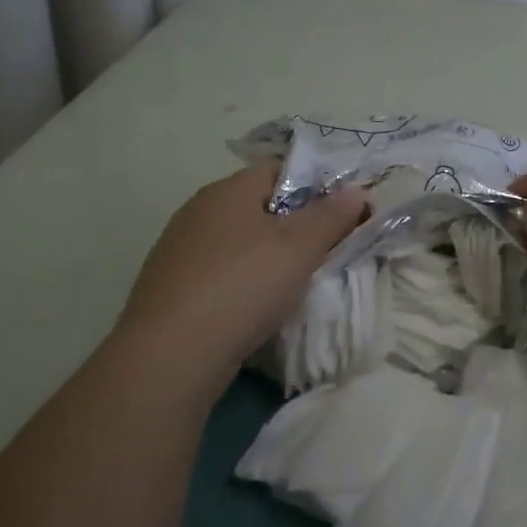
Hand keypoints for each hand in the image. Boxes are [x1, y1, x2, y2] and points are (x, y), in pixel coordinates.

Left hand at [110, 165, 367, 406]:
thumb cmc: (242, 286)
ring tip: (297, 282)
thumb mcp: (299, 247)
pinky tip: (257, 308)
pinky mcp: (171, 289)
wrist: (170, 356)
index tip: (343, 213)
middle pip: (259, 206)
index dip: (316, 185)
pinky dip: (243, 283)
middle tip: (327, 250)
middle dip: (294, 225)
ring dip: (268, 257)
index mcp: (227, 190)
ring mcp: (179, 251)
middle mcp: (198, 211)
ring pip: (239, 243)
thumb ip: (331, 216)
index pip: (279, 170)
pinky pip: (220, 274)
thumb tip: (356, 190)